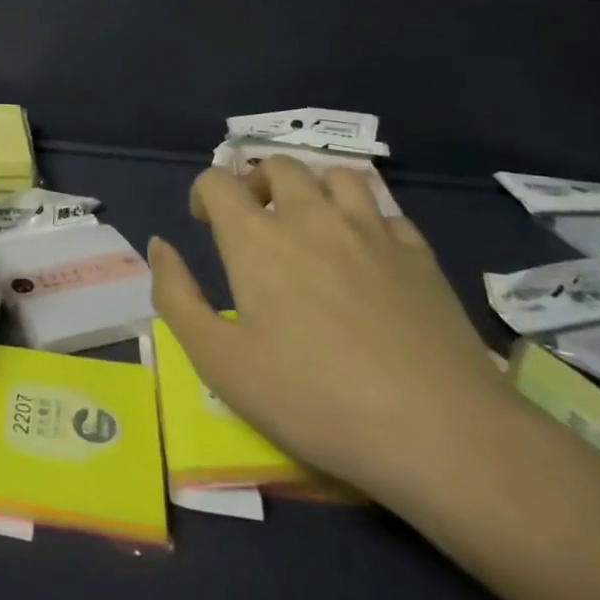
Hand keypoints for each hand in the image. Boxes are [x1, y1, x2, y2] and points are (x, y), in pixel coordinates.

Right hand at [149, 159, 505, 502]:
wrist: (440, 433)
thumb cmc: (315, 399)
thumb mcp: (220, 362)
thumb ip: (176, 297)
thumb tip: (159, 245)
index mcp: (256, 238)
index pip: (217, 180)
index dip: (204, 193)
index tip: (205, 224)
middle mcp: (311, 217)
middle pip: (278, 165)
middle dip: (257, 183)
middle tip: (256, 222)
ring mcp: (372, 230)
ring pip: (337, 174)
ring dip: (315, 188)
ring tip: (313, 224)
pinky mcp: (420, 254)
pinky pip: (386, 211)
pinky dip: (366, 218)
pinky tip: (367, 252)